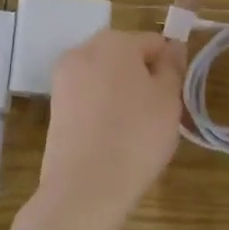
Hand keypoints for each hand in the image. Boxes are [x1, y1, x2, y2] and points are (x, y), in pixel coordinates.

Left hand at [40, 28, 186, 229]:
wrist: (85, 188)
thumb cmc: (137, 136)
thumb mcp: (169, 99)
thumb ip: (173, 67)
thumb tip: (173, 47)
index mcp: (115, 41)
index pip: (154, 43)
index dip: (169, 68)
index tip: (173, 98)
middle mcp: (84, 50)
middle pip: (125, 55)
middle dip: (142, 77)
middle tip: (156, 113)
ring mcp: (64, 78)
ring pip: (105, 77)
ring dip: (121, 93)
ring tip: (133, 130)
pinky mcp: (55, 106)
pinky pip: (88, 97)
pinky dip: (101, 109)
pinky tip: (110, 138)